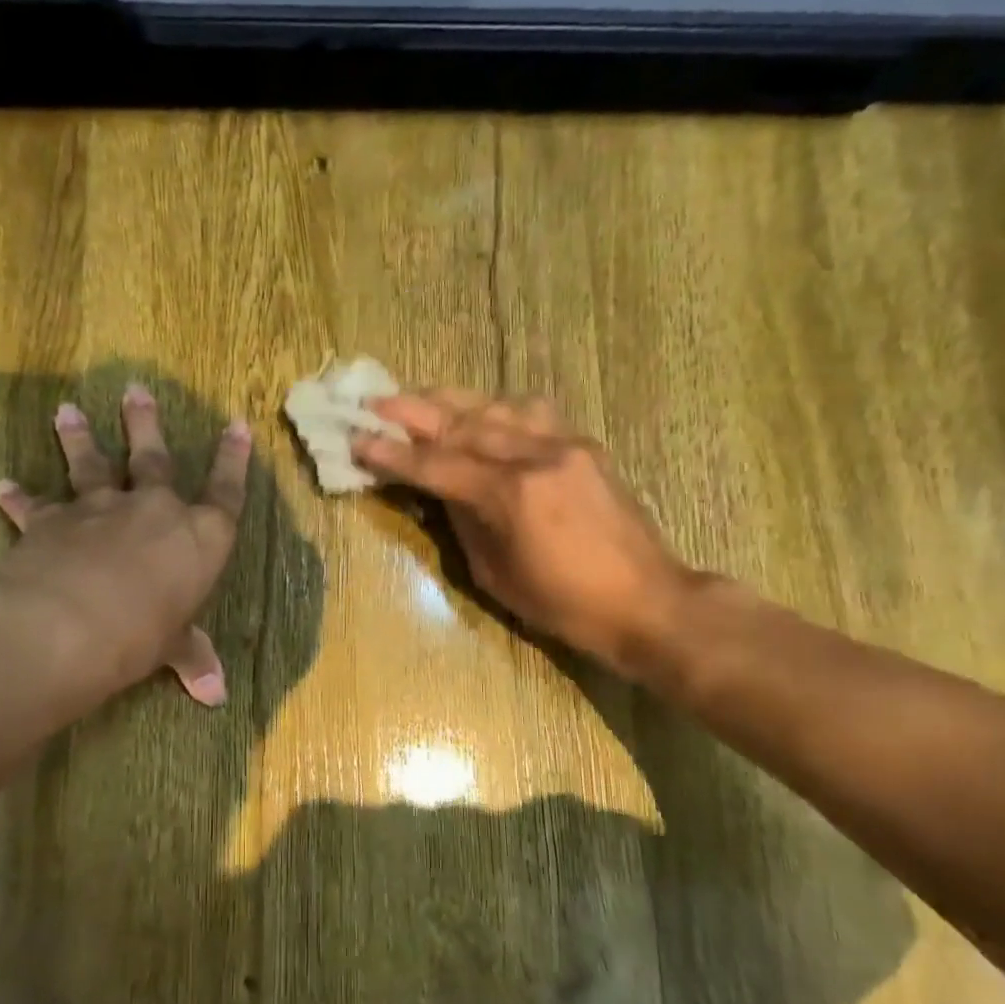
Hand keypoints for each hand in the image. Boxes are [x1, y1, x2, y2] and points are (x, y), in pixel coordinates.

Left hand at [0, 384, 250, 706]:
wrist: (71, 625)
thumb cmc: (143, 635)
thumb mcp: (172, 648)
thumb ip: (191, 658)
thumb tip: (214, 696)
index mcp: (199, 537)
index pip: (226, 492)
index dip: (234, 460)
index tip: (238, 424)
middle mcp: (153, 510)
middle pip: (153, 457)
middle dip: (145, 423)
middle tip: (135, 390)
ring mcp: (100, 509)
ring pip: (91, 464)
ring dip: (79, 438)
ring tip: (67, 411)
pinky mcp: (52, 521)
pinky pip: (36, 505)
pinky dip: (20, 497)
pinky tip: (4, 486)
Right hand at [353, 390, 688, 678]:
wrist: (647, 601)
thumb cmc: (564, 605)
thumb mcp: (495, 575)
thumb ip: (464, 523)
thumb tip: (439, 490)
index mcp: (511, 496)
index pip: (437, 464)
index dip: (393, 453)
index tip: (357, 439)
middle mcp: (537, 457)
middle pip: (463, 423)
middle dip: (413, 412)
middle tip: (374, 401)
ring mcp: (565, 445)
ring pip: (497, 407)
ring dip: (452, 401)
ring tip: (419, 398)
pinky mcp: (584, 445)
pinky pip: (532, 414)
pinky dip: (497, 408)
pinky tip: (481, 410)